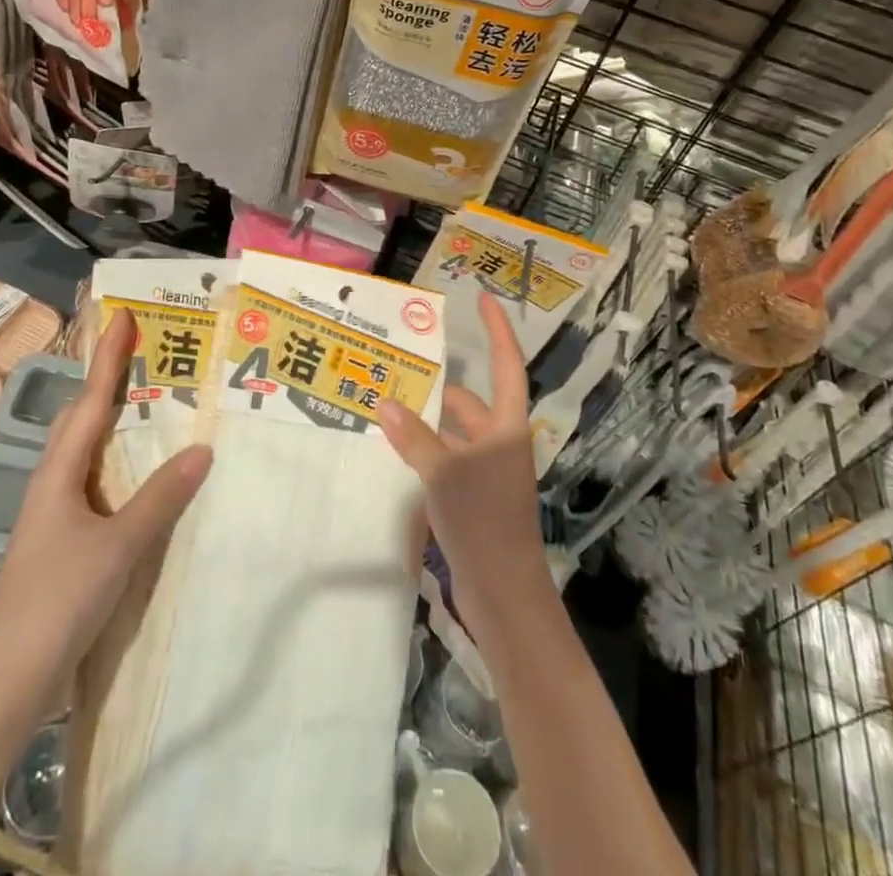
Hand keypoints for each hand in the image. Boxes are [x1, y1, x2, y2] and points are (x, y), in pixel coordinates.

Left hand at [0, 309, 212, 684]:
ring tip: (145, 403)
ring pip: (81, 449)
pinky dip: (112, 459)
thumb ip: (160, 498)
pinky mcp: (59, 538)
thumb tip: (202, 448)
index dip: (107, 357)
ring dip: (107, 418)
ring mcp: (52, 512)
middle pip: (78, 417)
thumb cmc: (58, 600)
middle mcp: (51, 482)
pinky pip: (89, 479)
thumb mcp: (118, 546)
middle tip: (141, 356)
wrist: (8, 678)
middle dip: (105, 381)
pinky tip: (134, 473)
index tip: (123, 317)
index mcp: (59, 472)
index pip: (89, 400)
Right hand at [379, 293, 556, 645]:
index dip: (497, 330)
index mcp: (507, 426)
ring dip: (427, 420)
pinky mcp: (473, 497)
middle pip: (470, 401)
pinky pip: (446, 459)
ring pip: (454, 432)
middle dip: (439, 385)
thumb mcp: (444, 474)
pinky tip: (396, 450)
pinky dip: (425, 450)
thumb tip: (385, 403)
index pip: (506, 365)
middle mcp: (500, 441)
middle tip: (400, 368)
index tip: (483, 299)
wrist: (505, 593)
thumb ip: (414, 438)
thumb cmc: (484, 522)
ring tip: (388, 405)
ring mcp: (488, 471)